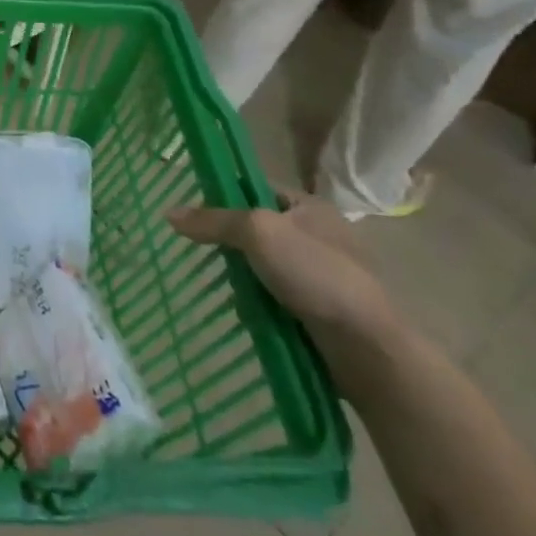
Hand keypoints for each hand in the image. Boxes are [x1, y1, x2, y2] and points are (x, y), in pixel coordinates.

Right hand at [168, 192, 397, 344]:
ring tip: (224, 287)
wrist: (366, 346)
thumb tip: (169, 214)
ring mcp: (321, 273)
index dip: (224, 196)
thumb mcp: (258, 234)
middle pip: (257, 228)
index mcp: (310, 206)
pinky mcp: (321, 307)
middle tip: (206, 253)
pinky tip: (246, 310)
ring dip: (243, 276)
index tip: (196, 213)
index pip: (255, 188)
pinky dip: (259, 301)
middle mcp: (318, 234)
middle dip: (231, 244)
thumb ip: (214, 221)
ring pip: (263, 265)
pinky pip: (276, 294)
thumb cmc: (315, 274)